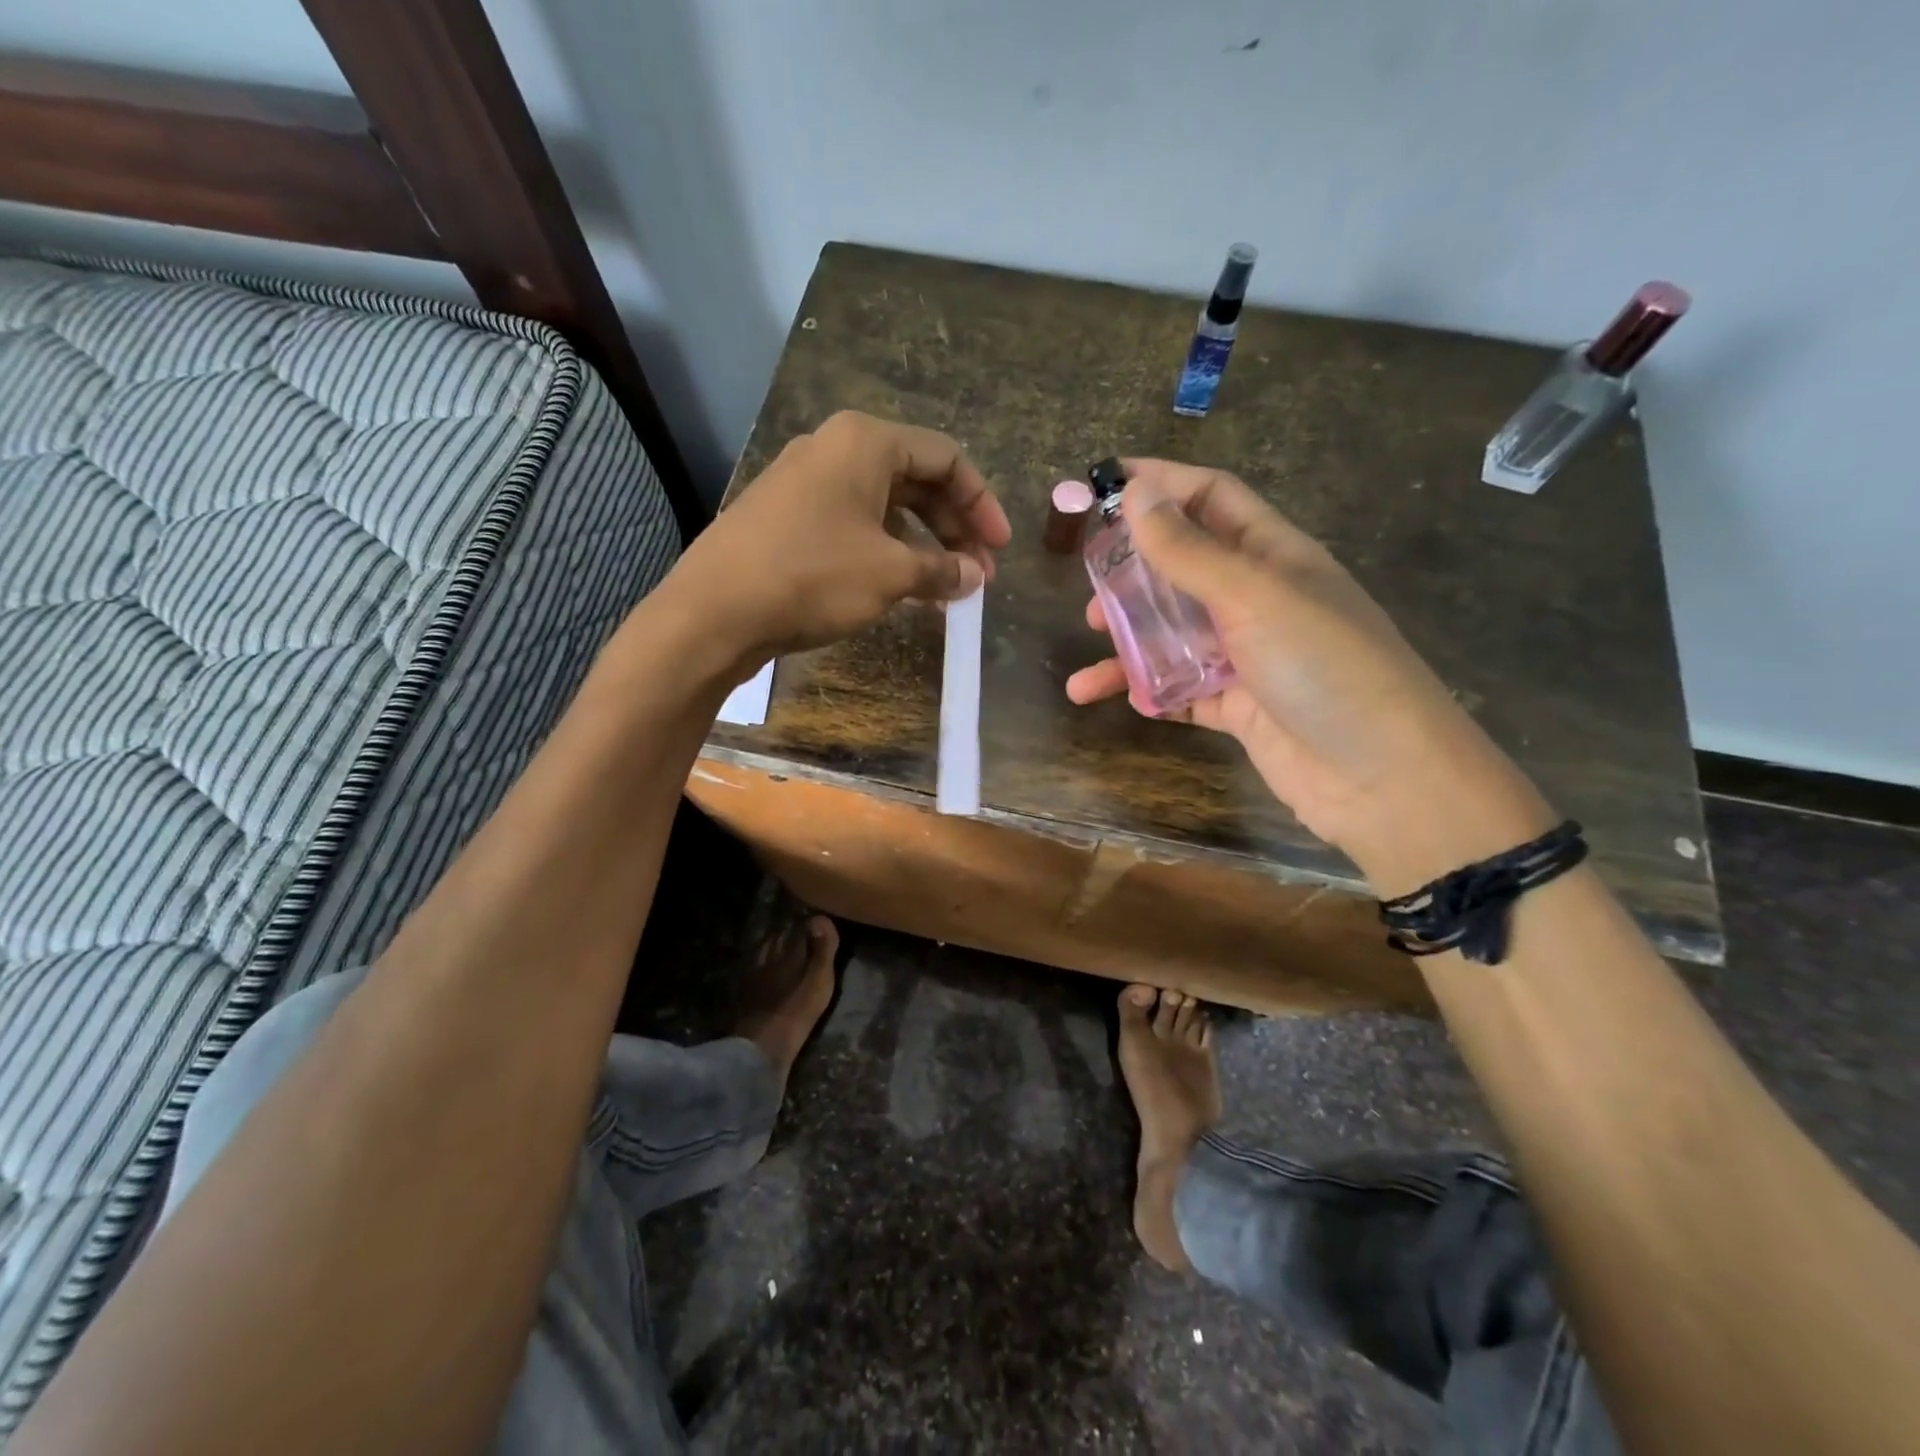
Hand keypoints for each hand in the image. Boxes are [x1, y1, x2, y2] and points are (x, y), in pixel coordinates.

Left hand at [666, 411, 1010, 674]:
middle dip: (954, 527)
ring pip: (885, 506)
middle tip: (977, 574)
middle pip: (916, 479)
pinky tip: (900, 587)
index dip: (982, 504)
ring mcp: (806, 483)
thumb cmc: (812, 576)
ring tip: (944, 588)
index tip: (1000, 549)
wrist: (713, 611)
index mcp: (865, 442)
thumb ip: (941, 570)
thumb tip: (974, 577)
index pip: (946, 458)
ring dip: (922, 544)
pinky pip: (854, 524)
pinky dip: (886, 551)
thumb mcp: (890, 575)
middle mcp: (835, 449)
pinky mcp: (787, 517)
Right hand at [1065, 460, 1549, 888]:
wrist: (1381, 778)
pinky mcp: (1236, 705)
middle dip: (1134, 569)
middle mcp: (1258, 597)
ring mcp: (1247, 654)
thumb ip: (1189, 550)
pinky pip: (1180, 688)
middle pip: (1183, 565)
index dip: (1159, 485)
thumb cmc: (1325, 667)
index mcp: (1273, 553)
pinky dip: (1151, 690)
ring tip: (1091, 640)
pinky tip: (1127, 698)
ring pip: (1174, 631)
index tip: (1100, 483)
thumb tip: (1136, 491)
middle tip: (1090, 583)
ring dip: (1130, 635)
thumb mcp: (1253, 597)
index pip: (1210, 498)